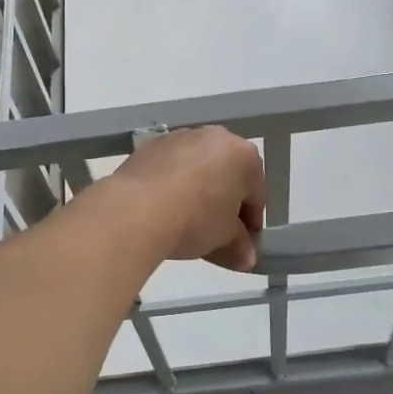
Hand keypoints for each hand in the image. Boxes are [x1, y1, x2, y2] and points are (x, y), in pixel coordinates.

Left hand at [111, 127, 265, 270]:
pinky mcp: (151, 145)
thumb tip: (245, 256)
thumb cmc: (195, 220)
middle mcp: (215, 137)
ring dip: (197, 191)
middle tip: (215, 233)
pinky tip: (162, 209)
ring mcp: (180, 137)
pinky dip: (171, 184)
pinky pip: (170, 167)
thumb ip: (239, 246)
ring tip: (184, 222)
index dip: (251, 222)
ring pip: (198, 168)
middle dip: (223, 202)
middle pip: (227, 175)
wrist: (136, 209)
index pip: (256, 194)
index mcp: (244, 155)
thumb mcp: (224, 239)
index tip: (242, 244)